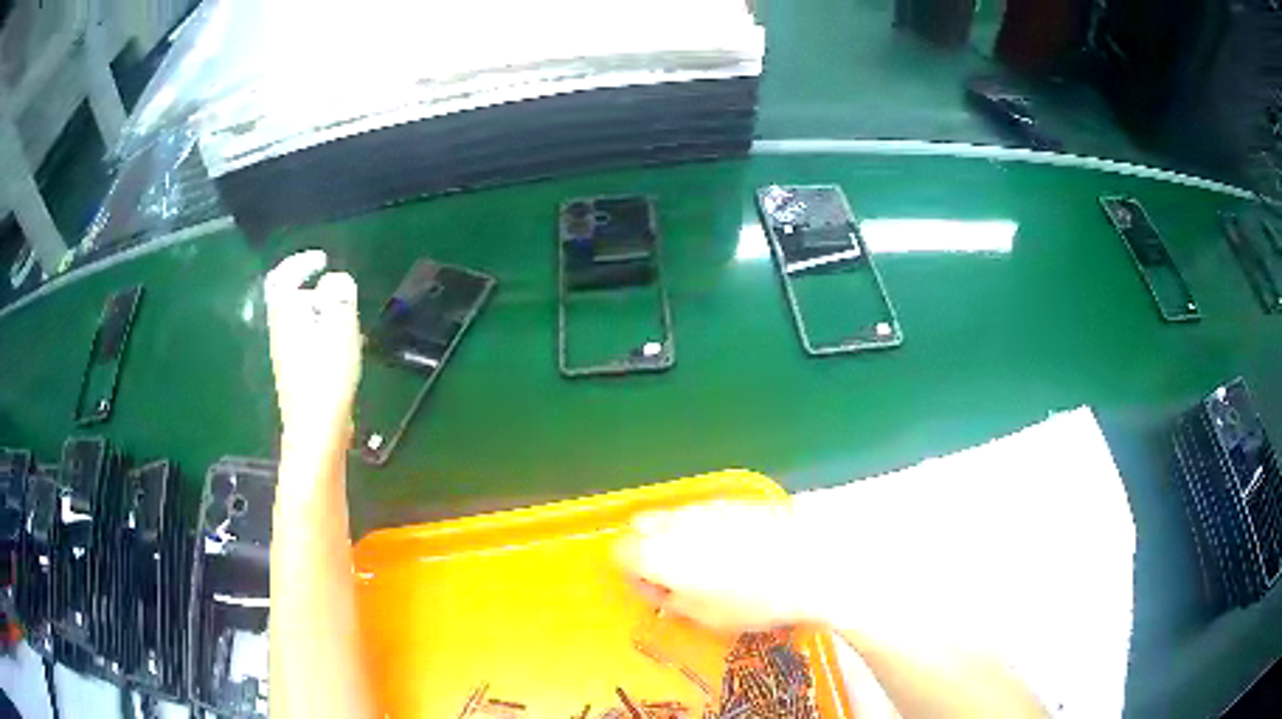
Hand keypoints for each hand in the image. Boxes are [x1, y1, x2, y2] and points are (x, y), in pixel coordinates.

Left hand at [265, 250, 361, 452]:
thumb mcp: (340, 326)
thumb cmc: (327, 376)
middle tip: (342, 296)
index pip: (283, 276)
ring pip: (301, 322)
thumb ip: (339, 295)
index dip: (301, 262)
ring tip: (349, 325)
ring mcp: (287, 355)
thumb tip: (335, 281)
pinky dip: (324, 335)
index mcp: (286, 314)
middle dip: (316, 291)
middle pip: (291, 299)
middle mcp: (281, 332)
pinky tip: (344, 351)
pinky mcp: (297, 375)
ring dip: (323, 315)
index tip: (323, 260)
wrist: (316, 430)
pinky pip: (308, 341)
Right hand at [616, 501, 823, 632]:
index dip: (633, 575)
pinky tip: (733, 548)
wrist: (810, 565)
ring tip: (709, 564)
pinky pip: (702, 511)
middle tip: (677, 576)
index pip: (619, 553)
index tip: (657, 592)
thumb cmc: (753, 601)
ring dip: (676, 537)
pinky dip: (703, 527)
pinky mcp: (732, 499)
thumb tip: (660, 588)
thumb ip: (671, 599)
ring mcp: (705, 506)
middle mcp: (675, 523)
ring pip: (672, 516)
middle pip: (640, 526)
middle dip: (649, 548)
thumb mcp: (705, 616)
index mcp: (659, 554)